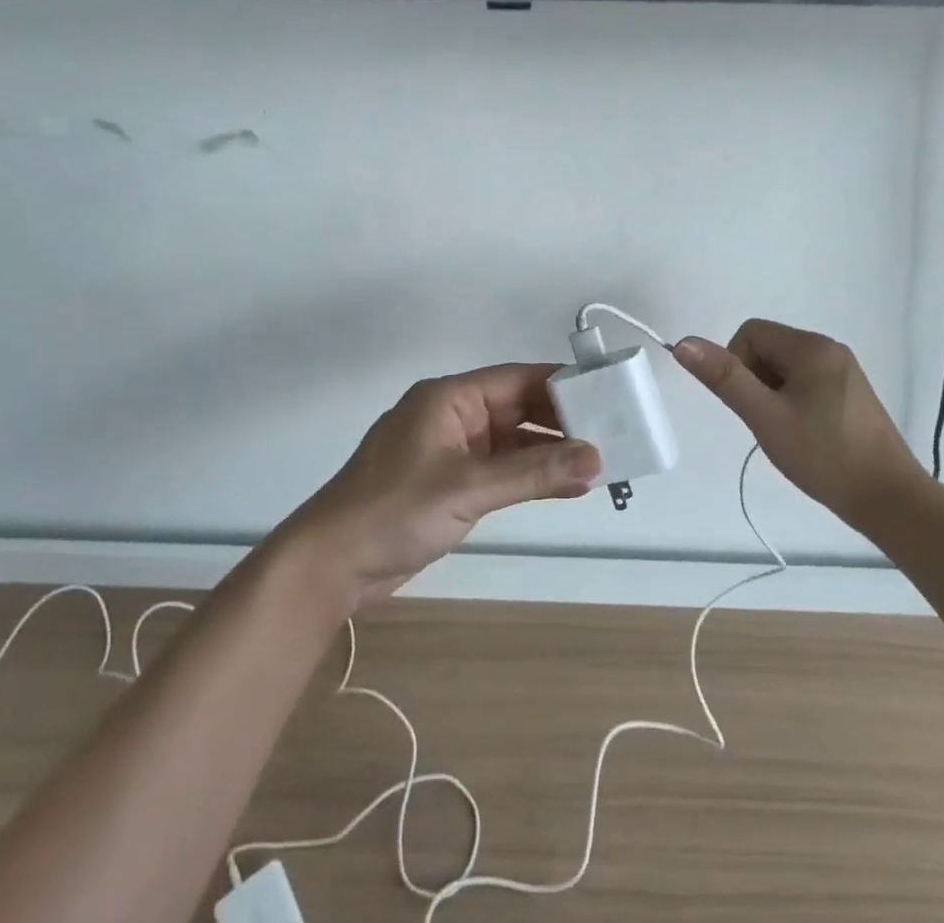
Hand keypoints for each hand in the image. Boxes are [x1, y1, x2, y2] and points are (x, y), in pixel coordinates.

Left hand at [282, 364, 600, 606]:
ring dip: (549, 452)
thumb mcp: (467, 488)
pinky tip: (565, 484)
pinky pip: (500, 469)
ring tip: (599, 462)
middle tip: (612, 433)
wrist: (331, 565)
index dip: (561, 383)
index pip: (516, 378)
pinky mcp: (450, 482)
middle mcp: (453, 416)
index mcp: (449, 398)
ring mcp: (451, 450)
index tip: (605, 392)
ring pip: (511, 441)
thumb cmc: (394, 511)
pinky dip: (529, 475)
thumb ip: (532, 473)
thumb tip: (596, 458)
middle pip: (517, 408)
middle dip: (561, 422)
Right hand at [673, 320, 925, 525]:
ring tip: (788, 434)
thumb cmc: (824, 455)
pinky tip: (805, 437)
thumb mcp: (765, 416)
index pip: (750, 334)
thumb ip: (724, 377)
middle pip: (768, 349)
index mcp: (811, 346)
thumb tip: (684, 343)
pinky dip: (794, 405)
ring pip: (784, 370)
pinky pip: (806, 384)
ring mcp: (844, 372)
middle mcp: (830, 349)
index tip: (752, 406)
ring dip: (773, 396)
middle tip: (769, 423)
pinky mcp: (851, 395)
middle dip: (756, 383)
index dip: (738, 366)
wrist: (890, 500)